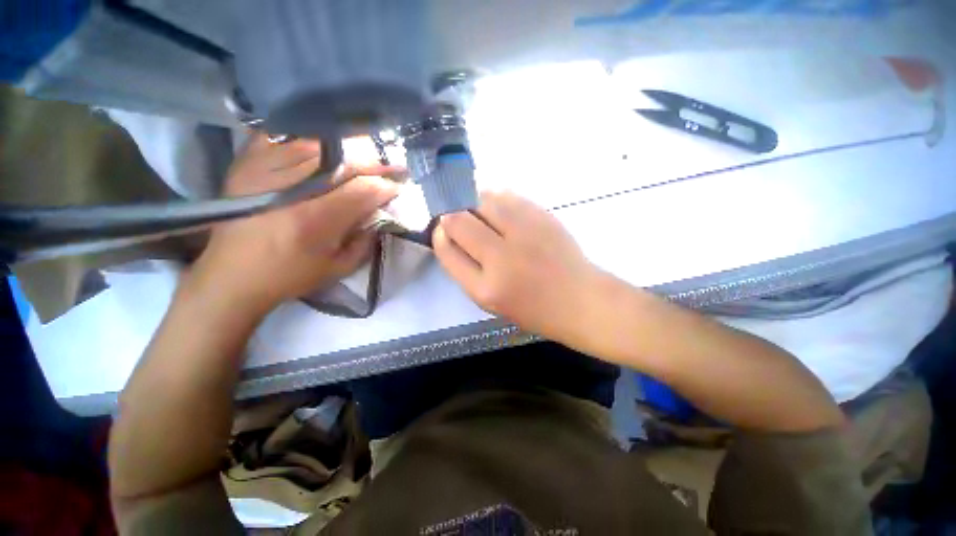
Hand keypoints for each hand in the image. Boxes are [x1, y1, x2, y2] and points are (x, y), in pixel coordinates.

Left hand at [188, 133, 401, 315]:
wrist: (231, 275)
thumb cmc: (290, 276)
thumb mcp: (339, 268)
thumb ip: (366, 241)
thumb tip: (380, 214)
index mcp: (314, 220)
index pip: (363, 190)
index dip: (385, 186)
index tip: (398, 187)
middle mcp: (289, 189)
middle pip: (344, 161)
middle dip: (376, 162)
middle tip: (394, 165)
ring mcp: (263, 169)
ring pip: (317, 142)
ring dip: (349, 146)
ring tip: (368, 151)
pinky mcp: (246, 163)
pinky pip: (283, 135)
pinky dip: (308, 135)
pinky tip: (327, 141)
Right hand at [433, 191, 609, 346]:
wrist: (578, 299)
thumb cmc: (532, 307)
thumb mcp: (490, 300)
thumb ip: (466, 268)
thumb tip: (448, 232)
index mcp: (485, 289)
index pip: (447, 250)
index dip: (440, 234)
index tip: (443, 229)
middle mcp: (502, 258)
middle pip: (459, 220)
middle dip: (452, 216)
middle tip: (459, 219)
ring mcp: (524, 233)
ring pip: (482, 200)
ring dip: (473, 203)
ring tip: (479, 213)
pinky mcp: (542, 217)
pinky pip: (507, 195)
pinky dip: (496, 198)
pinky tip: (499, 208)